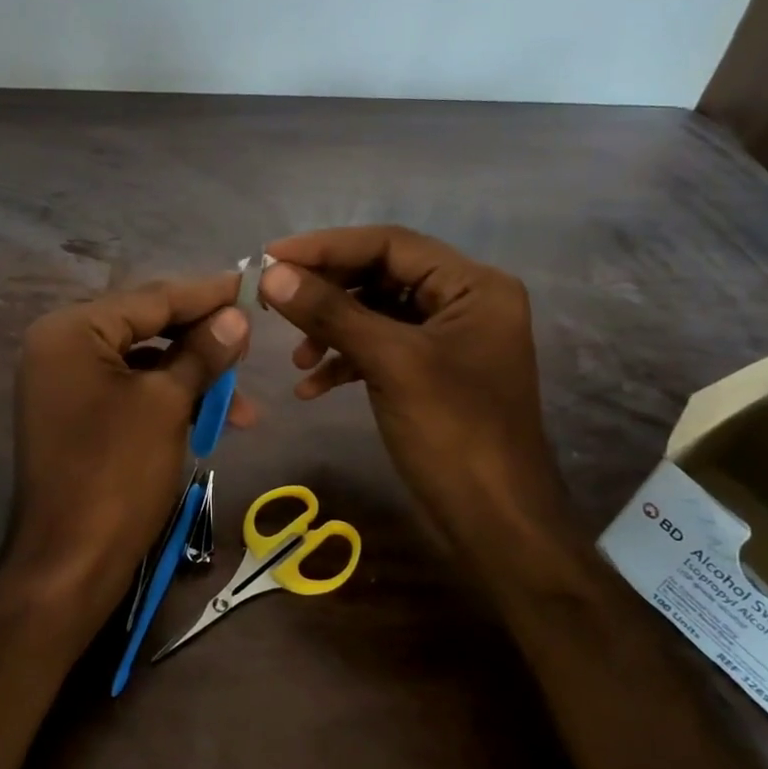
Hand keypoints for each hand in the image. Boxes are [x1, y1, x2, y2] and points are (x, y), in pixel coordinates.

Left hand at [6, 272, 252, 636]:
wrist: (70, 563)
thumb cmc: (118, 474)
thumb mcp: (168, 405)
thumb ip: (203, 353)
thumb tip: (236, 317)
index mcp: (71, 330)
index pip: (151, 298)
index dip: (206, 294)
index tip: (250, 284)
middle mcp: (60, 346)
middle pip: (145, 326)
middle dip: (202, 340)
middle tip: (250, 344)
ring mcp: (64, 382)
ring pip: (142, 363)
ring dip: (191, 378)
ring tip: (241, 402)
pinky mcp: (74, 414)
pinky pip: (129, 390)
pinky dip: (168, 399)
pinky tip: (209, 418)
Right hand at [258, 226, 571, 543]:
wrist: (496, 524)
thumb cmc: (454, 434)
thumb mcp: (391, 364)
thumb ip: (332, 312)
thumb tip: (273, 275)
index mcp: (473, 286)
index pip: (391, 244)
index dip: (327, 247)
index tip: (271, 258)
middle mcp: (464, 302)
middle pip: (381, 276)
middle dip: (326, 291)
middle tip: (272, 302)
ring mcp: (448, 340)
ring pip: (375, 314)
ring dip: (332, 330)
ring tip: (296, 358)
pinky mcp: (431, 373)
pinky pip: (380, 349)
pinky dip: (345, 362)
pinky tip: (312, 387)